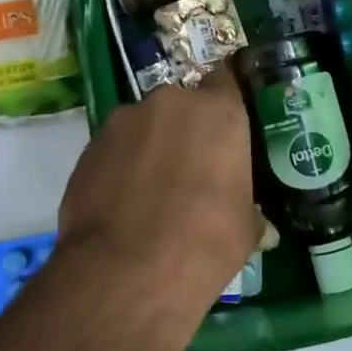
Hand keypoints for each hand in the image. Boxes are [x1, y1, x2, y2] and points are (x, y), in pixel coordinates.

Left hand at [56, 74, 263, 310]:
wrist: (125, 271)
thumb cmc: (203, 243)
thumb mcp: (244, 231)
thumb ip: (250, 214)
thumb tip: (262, 227)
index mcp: (218, 112)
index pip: (226, 80)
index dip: (226, 99)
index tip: (226, 124)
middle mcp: (170, 103)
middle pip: (182, 105)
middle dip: (186, 130)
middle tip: (192, 168)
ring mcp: (123, 121)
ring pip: (144, 126)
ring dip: (151, 147)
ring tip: (152, 190)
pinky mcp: (89, 146)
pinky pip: (115, 149)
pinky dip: (121, 166)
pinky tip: (123, 203)